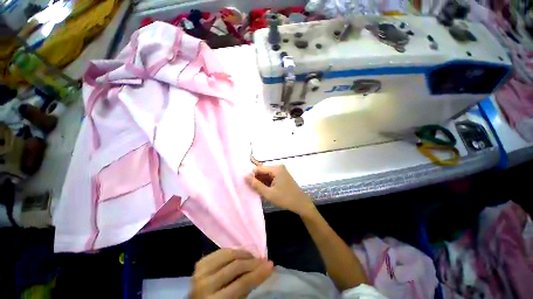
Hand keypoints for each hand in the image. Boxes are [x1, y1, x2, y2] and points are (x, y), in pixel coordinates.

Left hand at [189, 249, 273, 298]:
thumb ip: (246, 288)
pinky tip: (241, 254)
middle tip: (264, 259)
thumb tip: (262, 269)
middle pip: (236, 266)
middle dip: (253, 262)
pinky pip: (222, 251)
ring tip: (253, 256)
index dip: (258, 273)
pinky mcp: (200, 263)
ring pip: (229, 254)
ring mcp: (200, 272)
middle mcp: (205, 285)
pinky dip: (234, 251)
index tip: (271, 265)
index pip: (242, 284)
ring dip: (244, 254)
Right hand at [245, 161, 314, 216]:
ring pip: (266, 175)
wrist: (301, 203)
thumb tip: (245, 177)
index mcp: (276, 169)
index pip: (258, 169)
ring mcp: (281, 171)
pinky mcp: (282, 175)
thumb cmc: (285, 198)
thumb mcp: (268, 193)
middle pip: (263, 171)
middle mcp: (278, 167)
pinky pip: (271, 177)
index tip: (247, 185)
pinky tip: (265, 190)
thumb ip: (256, 185)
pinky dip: (267, 183)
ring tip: (259, 191)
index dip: (252, 176)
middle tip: (253, 189)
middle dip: (257, 180)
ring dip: (262, 182)